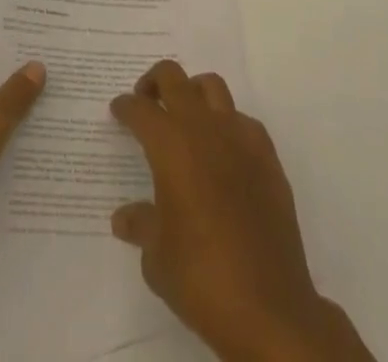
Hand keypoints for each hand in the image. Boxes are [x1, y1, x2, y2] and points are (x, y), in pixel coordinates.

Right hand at [110, 62, 373, 361]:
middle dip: (154, 83)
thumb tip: (124, 218)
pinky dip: (228, 126)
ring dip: (193, 93)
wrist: (270, 309)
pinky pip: (243, 122)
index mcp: (170, 145)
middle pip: (174, 78)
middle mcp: (203, 129)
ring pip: (212, 87)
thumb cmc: (201, 278)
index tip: (118, 112)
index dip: (125, 107)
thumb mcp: (157, 258)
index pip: (140, 109)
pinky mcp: (268, 159)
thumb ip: (141, 225)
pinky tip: (224, 153)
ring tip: (185, 118)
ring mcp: (240, 139)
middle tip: (146, 101)